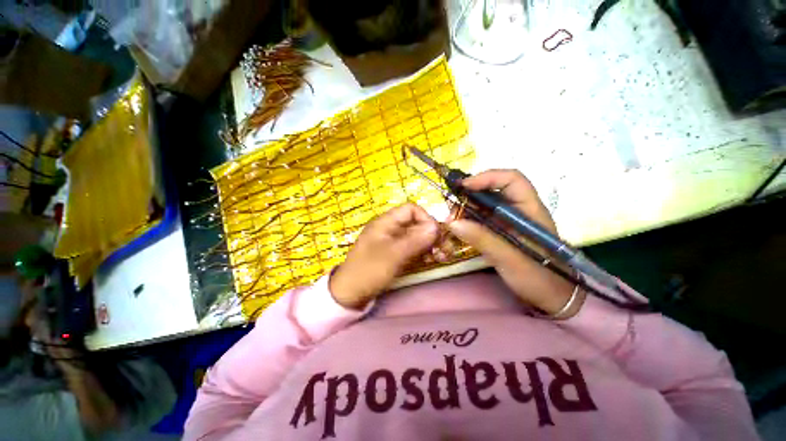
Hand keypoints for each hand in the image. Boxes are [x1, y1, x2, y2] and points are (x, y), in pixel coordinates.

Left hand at [330, 203, 438, 308]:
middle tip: (445, 249)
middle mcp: (390, 228)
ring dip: (430, 244)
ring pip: (416, 236)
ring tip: (441, 257)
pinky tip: (431, 261)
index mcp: (386, 222)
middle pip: (416, 223)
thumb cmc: (369, 270)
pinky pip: (412, 248)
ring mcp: (393, 242)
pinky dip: (423, 252)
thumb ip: (415, 239)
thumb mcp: (393, 254)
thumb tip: (436, 226)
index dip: (425, 218)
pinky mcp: (395, 254)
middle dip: (432, 234)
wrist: (350, 294)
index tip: (436, 234)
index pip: (411, 209)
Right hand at [447, 170, 583, 317]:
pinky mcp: (501, 231)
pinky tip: (458, 226)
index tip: (464, 186)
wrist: (551, 297)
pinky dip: (468, 219)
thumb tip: (453, 223)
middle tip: (451, 205)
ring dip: (466, 207)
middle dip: (470, 194)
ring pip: (485, 204)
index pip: (512, 180)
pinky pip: (481, 218)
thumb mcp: (509, 258)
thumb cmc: (539, 277)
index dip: (487, 178)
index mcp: (529, 210)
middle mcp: (518, 210)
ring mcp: (508, 221)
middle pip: (493, 190)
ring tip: (451, 218)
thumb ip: (482, 239)